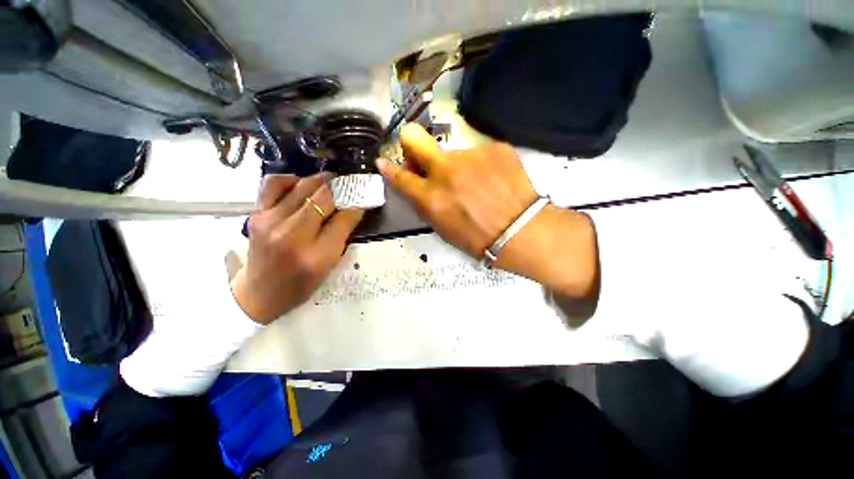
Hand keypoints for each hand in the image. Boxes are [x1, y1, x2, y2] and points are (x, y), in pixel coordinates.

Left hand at [231, 173, 364, 323]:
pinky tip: (302, 184)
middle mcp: (292, 235)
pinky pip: (274, 183)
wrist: (261, 293)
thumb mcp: (330, 265)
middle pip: (325, 197)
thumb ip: (343, 234)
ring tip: (333, 182)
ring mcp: (270, 222)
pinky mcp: (255, 214)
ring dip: (323, 180)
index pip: (344, 217)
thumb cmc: (302, 284)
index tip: (365, 193)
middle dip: (344, 186)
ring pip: (303, 185)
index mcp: (317, 255)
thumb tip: (355, 205)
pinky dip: (292, 179)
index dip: (358, 201)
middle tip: (352, 183)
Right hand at [376, 124, 598, 299]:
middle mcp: (447, 171)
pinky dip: (479, 165)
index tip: (384, 161)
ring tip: (475, 184)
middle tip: (423, 159)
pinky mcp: (495, 147)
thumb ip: (424, 203)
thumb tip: (412, 183)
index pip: (400, 176)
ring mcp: (472, 155)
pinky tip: (492, 180)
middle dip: (411, 145)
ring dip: (456, 166)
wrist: (521, 231)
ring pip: (452, 152)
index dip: (389, 168)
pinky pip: (477, 153)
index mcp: (432, 197)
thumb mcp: (442, 228)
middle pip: (414, 136)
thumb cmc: (477, 238)